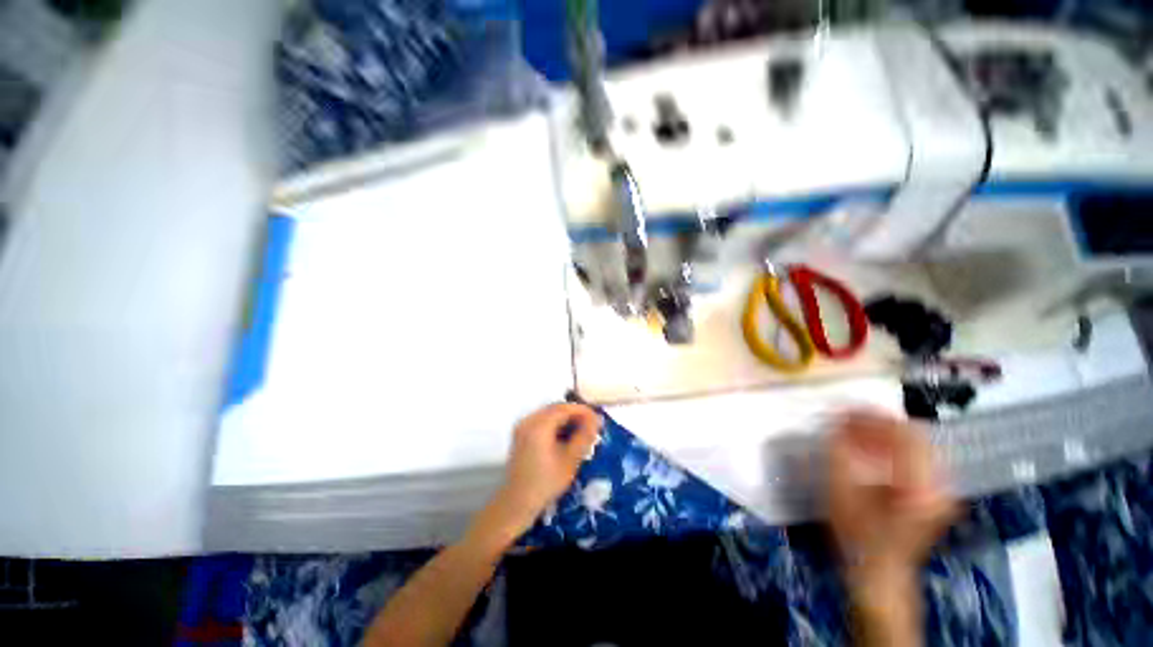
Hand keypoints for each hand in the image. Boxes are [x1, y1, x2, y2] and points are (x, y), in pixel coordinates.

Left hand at [476, 404, 601, 547]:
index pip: (565, 408)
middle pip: (556, 408)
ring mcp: (523, 426)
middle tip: (592, 425)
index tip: (598, 419)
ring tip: (582, 430)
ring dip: (566, 419)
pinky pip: (542, 421)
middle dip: (575, 414)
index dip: (583, 411)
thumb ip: (584, 436)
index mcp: (539, 425)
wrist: (517, 502)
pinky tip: (566, 435)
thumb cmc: (546, 482)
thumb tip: (596, 420)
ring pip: (549, 414)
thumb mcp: (570, 460)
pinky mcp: (521, 433)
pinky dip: (556, 424)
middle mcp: (529, 420)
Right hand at [827, 411, 956, 590]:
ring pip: (916, 444)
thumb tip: (835, 423)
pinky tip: (869, 449)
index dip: (875, 417)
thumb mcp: (842, 494)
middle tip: (849, 419)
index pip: (907, 434)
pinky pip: (916, 457)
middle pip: (915, 436)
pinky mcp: (935, 493)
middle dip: (878, 423)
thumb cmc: (858, 537)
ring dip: (884, 434)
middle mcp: (940, 484)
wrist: (880, 573)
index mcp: (921, 486)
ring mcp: (941, 489)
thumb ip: (840, 454)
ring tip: (855, 431)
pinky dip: (891, 448)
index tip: (847, 410)